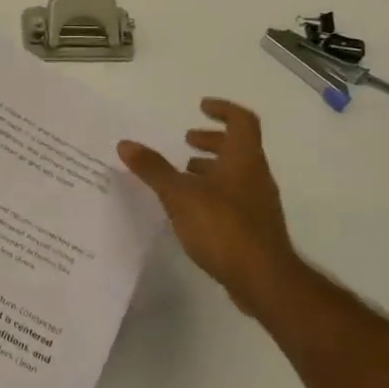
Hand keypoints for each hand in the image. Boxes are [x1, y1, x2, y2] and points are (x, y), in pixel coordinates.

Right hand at [118, 99, 304, 318]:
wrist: (263, 280)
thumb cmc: (223, 228)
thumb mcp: (179, 195)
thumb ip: (153, 169)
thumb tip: (125, 143)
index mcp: (244, 159)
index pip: (241, 121)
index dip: (223, 110)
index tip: (201, 107)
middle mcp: (256, 176)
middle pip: (238, 147)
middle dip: (211, 141)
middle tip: (187, 141)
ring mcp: (258, 204)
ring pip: (235, 174)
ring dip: (211, 168)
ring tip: (183, 175)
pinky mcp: (255, 228)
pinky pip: (233, 198)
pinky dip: (213, 193)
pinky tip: (192, 209)